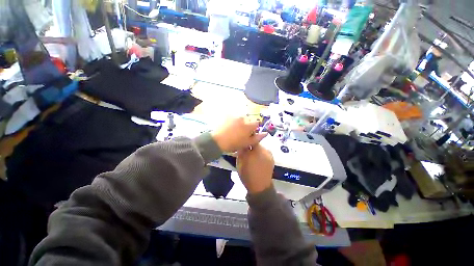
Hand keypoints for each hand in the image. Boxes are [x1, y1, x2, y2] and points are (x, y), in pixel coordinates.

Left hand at [211, 117, 267, 152]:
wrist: (217, 141)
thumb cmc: (234, 144)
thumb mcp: (247, 143)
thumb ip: (258, 138)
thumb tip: (266, 133)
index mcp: (249, 125)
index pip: (257, 123)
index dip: (254, 128)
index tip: (250, 134)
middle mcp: (243, 118)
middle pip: (249, 120)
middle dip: (247, 125)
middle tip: (241, 133)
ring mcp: (235, 115)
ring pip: (241, 118)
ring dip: (240, 122)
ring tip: (234, 130)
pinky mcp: (227, 115)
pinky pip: (233, 116)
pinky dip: (233, 120)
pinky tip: (229, 127)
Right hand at [237, 144, 273, 193]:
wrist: (260, 186)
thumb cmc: (247, 175)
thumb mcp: (240, 163)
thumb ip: (241, 152)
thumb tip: (242, 144)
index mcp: (254, 151)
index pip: (251, 139)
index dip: (247, 139)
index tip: (243, 142)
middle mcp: (263, 150)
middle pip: (256, 143)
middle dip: (251, 145)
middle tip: (246, 150)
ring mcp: (269, 154)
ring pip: (261, 147)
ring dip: (256, 149)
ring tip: (253, 156)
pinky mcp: (272, 158)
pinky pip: (265, 152)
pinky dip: (261, 153)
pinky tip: (258, 159)